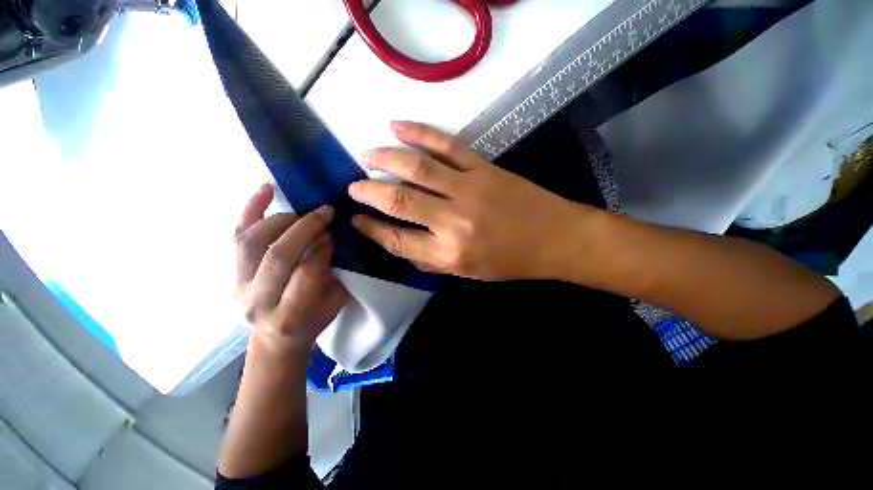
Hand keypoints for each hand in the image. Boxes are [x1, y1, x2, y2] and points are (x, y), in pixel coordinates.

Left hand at [234, 184, 347, 352]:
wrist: (277, 337)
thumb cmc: (313, 319)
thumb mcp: (335, 301)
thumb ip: (336, 274)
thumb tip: (334, 238)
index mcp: (288, 315)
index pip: (305, 274)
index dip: (323, 250)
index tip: (336, 234)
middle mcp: (255, 301)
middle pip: (277, 256)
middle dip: (305, 228)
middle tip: (326, 213)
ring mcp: (237, 284)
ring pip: (252, 241)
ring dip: (283, 219)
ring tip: (304, 212)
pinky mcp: (230, 272)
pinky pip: (237, 235)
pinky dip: (251, 208)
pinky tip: (266, 188)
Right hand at [348, 122, 593, 280]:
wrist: (554, 238)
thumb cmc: (510, 262)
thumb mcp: (467, 272)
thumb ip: (431, 258)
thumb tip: (400, 241)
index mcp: (449, 255)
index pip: (397, 241)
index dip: (372, 230)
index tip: (356, 220)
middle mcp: (453, 223)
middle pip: (400, 202)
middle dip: (369, 193)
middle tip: (353, 186)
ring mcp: (468, 190)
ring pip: (417, 168)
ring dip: (386, 159)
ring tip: (367, 155)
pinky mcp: (483, 168)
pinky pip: (446, 146)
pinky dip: (419, 133)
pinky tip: (397, 126)